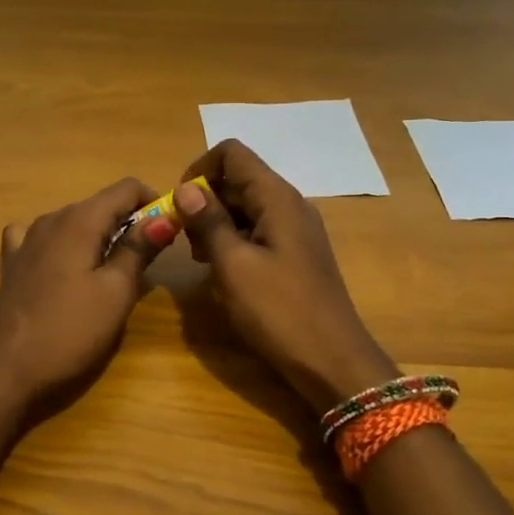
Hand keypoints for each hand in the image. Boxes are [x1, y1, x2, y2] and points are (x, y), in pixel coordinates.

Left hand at [0, 178, 174, 410]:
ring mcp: (26, 240)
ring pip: (74, 222)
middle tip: (148, 262)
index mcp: (80, 220)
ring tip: (112, 273)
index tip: (170, 231)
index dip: (154, 202)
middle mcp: (51, 219)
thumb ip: (139, 250)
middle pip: (100, 205)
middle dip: (129, 223)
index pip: (126, 188)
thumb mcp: (115, 293)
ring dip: (99, 237)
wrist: (2, 370)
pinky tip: (64, 266)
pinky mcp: (12, 264)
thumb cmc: (68, 331)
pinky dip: (63, 245)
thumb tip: (165, 216)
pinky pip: (43, 239)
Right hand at [174, 141, 398, 409]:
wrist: (332, 361)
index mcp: (277, 198)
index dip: (200, 170)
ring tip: (201, 260)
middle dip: (205, 201)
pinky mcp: (296, 256)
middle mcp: (289, 204)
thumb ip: (208, 222)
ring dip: (216, 224)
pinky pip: (258, 232)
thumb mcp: (233, 266)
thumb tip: (186, 188)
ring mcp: (296, 231)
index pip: (232, 153)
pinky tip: (223, 274)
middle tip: (186, 240)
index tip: (181, 206)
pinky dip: (234, 242)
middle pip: (238, 179)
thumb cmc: (279, 311)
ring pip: (246, 207)